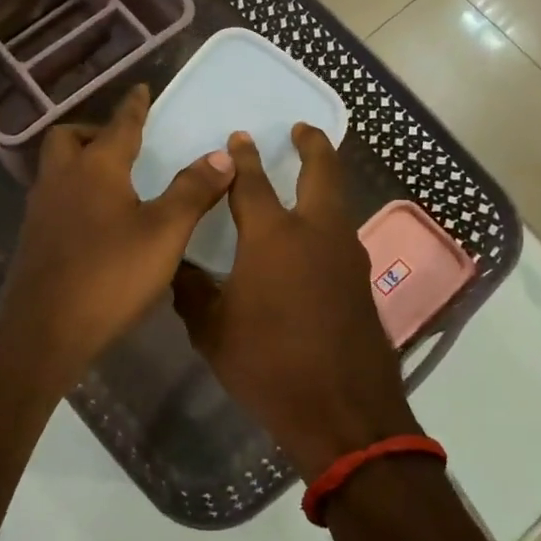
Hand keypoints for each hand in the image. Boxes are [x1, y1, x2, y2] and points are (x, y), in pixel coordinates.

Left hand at [0, 85, 233, 393]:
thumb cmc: (110, 275)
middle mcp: (61, 179)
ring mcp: (41, 210)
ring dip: (82, 164)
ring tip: (115, 182)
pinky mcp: (33, 239)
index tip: (141, 89)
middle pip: (70, 138)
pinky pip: (54, 199)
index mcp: (96, 168)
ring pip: (57, 169)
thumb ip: (193, 191)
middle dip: (95, 132)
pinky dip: (75, 194)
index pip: (120, 125)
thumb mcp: (164, 233)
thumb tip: (222, 154)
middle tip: (123, 145)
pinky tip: (96, 221)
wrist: (45, 330)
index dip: (134, 106)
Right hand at [172, 126, 414, 479]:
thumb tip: (179, 266)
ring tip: (308, 178)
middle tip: (302, 129)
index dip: (243, 158)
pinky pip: (342, 234)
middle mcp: (315, 233)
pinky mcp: (362, 282)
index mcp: (272, 237)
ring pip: (338, 202)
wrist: (342, 411)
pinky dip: (328, 220)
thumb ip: (193, 291)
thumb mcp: (213, 331)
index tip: (238, 137)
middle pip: (322, 172)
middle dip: (312, 145)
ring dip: (324, 181)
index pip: (252, 183)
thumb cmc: (268, 366)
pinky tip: (314, 238)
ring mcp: (346, 256)